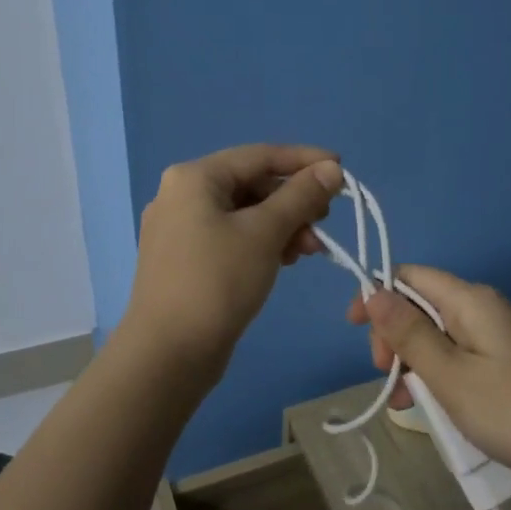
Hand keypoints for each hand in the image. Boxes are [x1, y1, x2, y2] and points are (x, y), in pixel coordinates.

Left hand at [124, 144, 344, 366]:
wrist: (168, 354)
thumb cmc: (218, 282)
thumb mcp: (265, 233)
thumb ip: (301, 196)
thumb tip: (332, 168)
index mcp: (194, 178)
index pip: (259, 155)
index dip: (304, 160)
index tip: (342, 169)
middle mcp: (181, 195)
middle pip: (251, 184)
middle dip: (294, 202)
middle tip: (325, 220)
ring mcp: (179, 229)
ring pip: (243, 214)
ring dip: (282, 226)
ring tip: (309, 251)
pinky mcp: (185, 260)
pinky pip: (231, 237)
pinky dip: (261, 243)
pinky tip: (284, 261)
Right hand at [348, 265, 510, 492]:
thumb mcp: (451, 375)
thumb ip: (409, 333)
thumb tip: (374, 291)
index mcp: (472, 300)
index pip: (411, 275)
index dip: (377, 295)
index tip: (354, 331)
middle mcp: (487, 309)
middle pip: (424, 305)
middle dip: (395, 335)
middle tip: (384, 377)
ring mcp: (502, 338)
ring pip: (441, 336)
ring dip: (414, 362)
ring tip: (402, 403)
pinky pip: (462, 358)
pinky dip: (440, 376)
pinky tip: (433, 407)